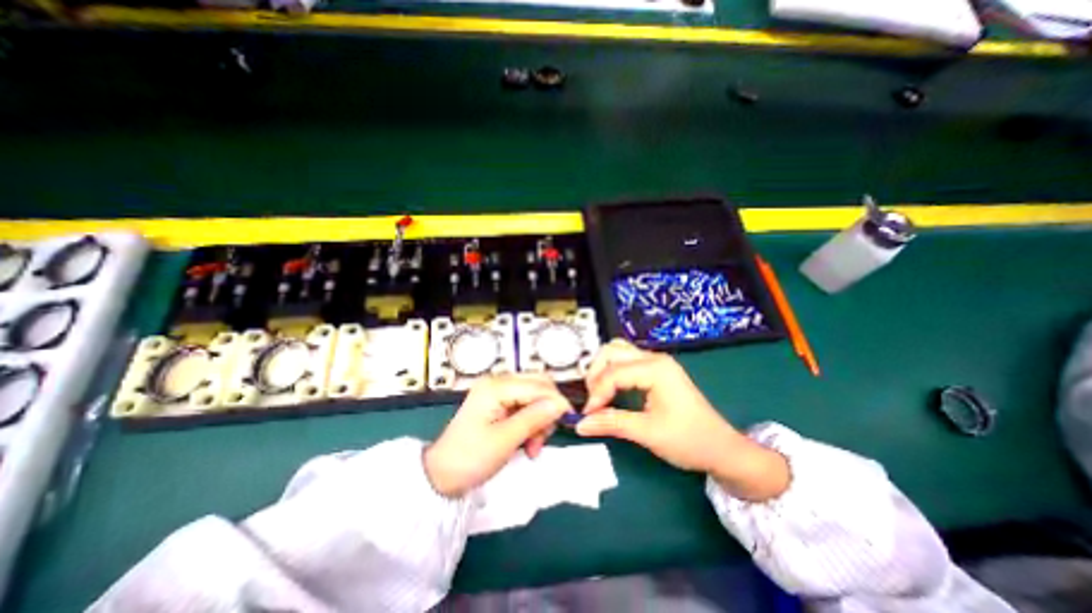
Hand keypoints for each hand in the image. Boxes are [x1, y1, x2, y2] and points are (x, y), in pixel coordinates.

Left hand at [423, 374, 571, 496]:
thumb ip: (534, 418)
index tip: (569, 422)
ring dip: (540, 419)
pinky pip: (525, 406)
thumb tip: (561, 404)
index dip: (556, 402)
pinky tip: (527, 443)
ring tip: (533, 446)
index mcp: (496, 386)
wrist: (441, 476)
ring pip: (534, 396)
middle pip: (538, 386)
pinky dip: (531, 422)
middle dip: (547, 410)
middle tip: (544, 437)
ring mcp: (497, 392)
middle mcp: (497, 382)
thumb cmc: (470, 458)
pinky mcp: (498, 403)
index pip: (538, 386)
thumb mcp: (505, 440)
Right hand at [574, 340, 790, 502]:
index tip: (588, 414)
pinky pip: (626, 362)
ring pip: (618, 353)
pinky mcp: (657, 371)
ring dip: (602, 370)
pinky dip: (612, 373)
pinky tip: (611, 391)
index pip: (613, 373)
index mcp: (656, 369)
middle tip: (593, 400)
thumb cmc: (689, 440)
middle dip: (596, 374)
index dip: (596, 393)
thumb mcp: (648, 433)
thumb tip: (580, 424)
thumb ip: (612, 423)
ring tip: (598, 394)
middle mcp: (654, 358)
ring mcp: (656, 362)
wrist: (723, 449)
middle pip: (612, 352)